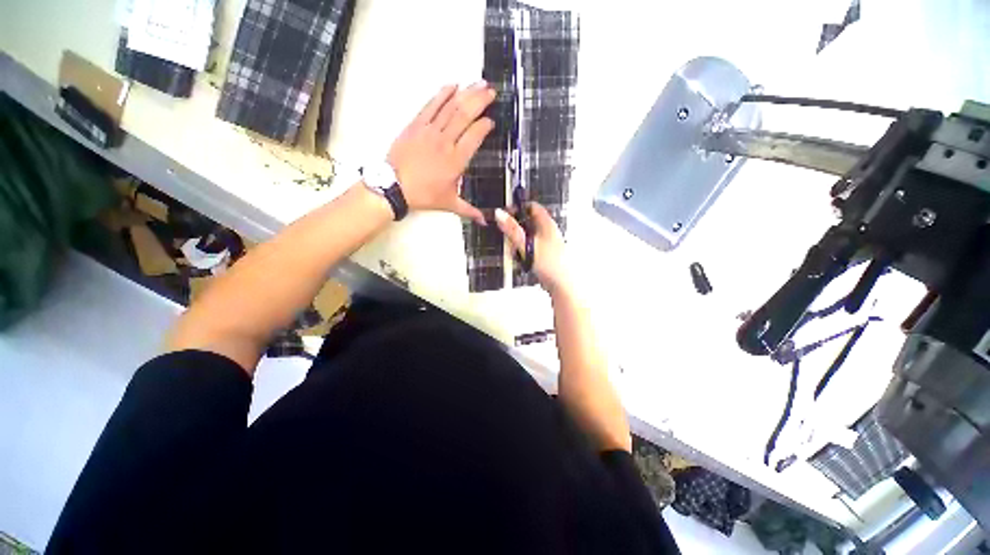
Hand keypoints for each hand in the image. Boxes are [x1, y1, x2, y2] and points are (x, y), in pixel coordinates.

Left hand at [387, 83, 495, 223]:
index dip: (485, 126)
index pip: (476, 135)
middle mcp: (446, 141)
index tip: (491, 121)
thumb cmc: (423, 195)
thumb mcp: (449, 203)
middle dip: (480, 100)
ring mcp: (430, 130)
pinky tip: (452, 85)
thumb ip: (470, 210)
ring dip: (466, 93)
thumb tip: (485, 221)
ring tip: (478, 83)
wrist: (394, 186)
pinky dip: (442, 94)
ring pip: (451, 107)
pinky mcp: (416, 125)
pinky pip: (431, 105)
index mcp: (457, 160)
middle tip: (491, 91)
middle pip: (466, 115)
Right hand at [495, 203, 570, 295]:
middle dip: (515, 228)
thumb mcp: (527, 244)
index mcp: (547, 224)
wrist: (563, 285)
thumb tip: (499, 213)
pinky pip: (530, 248)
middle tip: (506, 235)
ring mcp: (547, 244)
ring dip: (517, 242)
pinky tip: (520, 259)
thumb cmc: (549, 263)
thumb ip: (512, 229)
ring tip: (512, 251)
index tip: (505, 214)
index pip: (532, 207)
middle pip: (528, 222)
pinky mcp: (545, 255)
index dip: (518, 208)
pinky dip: (523, 252)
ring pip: (528, 237)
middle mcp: (548, 231)